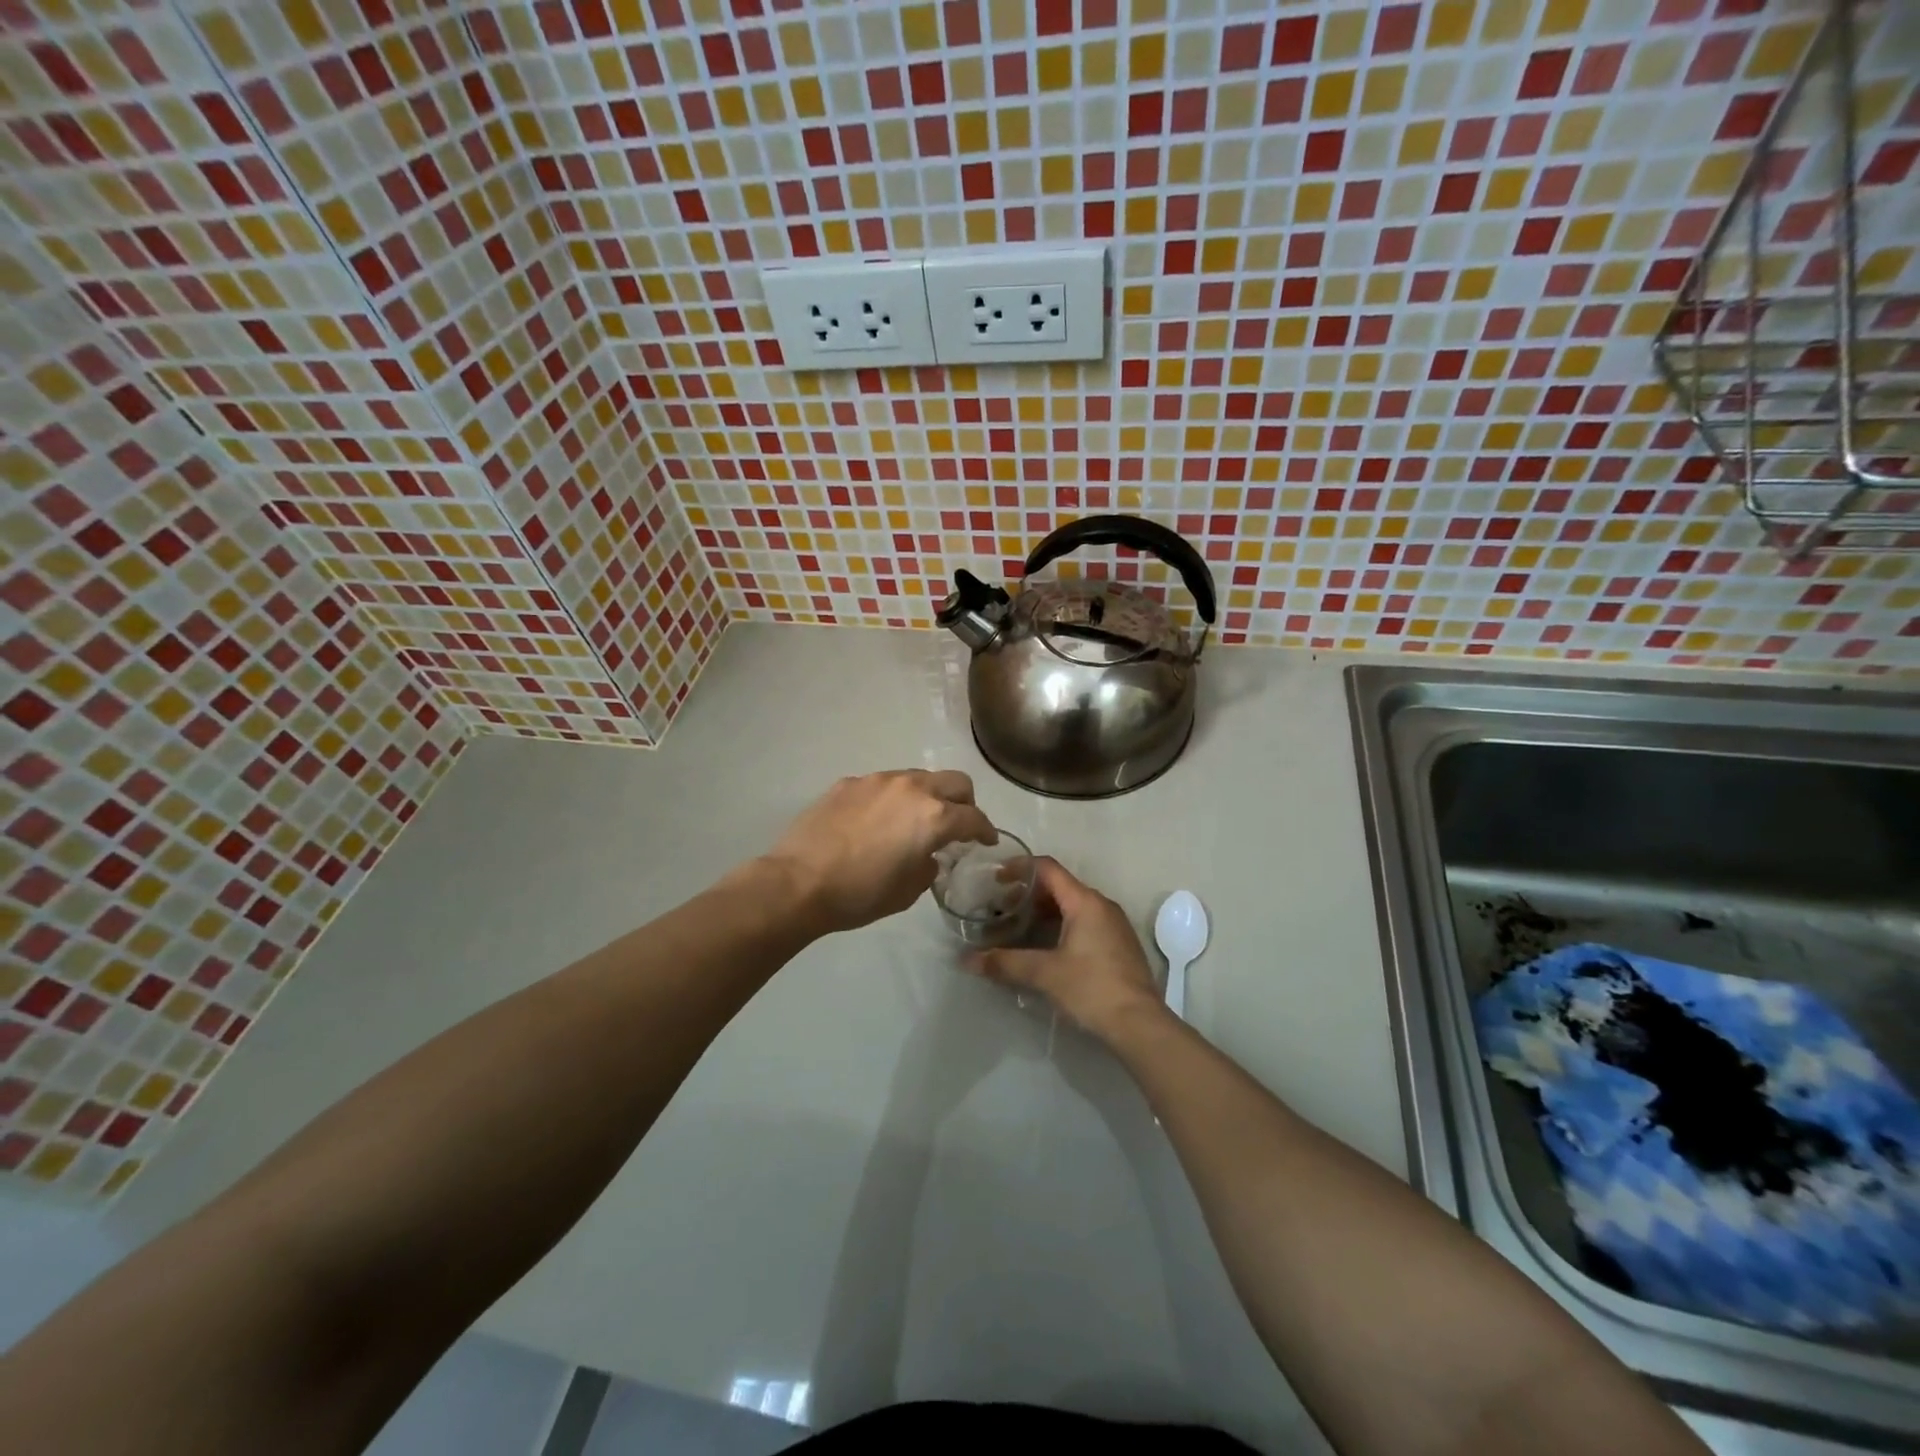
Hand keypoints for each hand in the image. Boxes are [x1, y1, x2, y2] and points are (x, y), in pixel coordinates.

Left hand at [761, 770, 996, 933]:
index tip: (987, 840)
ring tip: (913, 821)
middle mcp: (912, 788)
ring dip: (926, 796)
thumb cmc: (860, 894)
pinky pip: (882, 785)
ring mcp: (878, 780)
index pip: (974, 817)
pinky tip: (875, 822)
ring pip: (918, 778)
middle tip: (958, 824)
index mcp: (934, 817)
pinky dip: (891, 799)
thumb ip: (928, 866)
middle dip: (965, 802)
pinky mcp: (849, 782)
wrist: (799, 882)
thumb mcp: (908, 891)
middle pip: (955, 782)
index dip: (986, 830)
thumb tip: (926, 855)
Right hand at [968, 858, 1165, 1040]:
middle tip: (1001, 909)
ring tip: (1018, 928)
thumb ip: (1005, 963)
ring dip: (1044, 912)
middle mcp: (1102, 905)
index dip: (1020, 868)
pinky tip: (1045, 947)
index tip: (996, 878)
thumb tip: (967, 960)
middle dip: (1028, 894)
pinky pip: (1085, 922)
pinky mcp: (1118, 945)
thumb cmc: (1091, 988)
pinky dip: (1061, 925)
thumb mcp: (1044, 974)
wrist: (1140, 1024)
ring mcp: (1114, 925)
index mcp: (1085, 902)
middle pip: (1060, 886)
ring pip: (1072, 906)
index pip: (1048, 869)